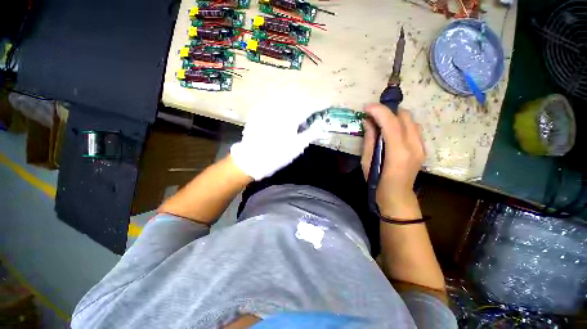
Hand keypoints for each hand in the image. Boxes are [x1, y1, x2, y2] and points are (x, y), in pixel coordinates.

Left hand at [230, 93, 327, 180]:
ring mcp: (266, 107)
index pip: (309, 106)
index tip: (327, 103)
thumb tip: (320, 127)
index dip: (320, 104)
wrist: (251, 160)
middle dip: (307, 98)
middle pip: (297, 94)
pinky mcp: (258, 110)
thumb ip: (310, 134)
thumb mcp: (296, 148)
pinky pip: (272, 99)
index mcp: (290, 118)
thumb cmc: (276, 156)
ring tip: (298, 106)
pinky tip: (282, 110)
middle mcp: (278, 108)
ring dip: (294, 97)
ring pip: (283, 94)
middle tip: (312, 107)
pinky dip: (281, 102)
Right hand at [361, 104, 424, 218]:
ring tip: (381, 122)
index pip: (391, 123)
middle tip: (372, 115)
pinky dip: (401, 124)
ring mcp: (421, 146)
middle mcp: (414, 146)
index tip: (366, 108)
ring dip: (395, 116)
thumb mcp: (367, 161)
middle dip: (387, 111)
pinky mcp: (422, 148)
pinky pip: (413, 128)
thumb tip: (368, 122)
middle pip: (404, 117)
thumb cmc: (377, 182)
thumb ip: (369, 140)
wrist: (397, 196)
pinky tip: (391, 130)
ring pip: (411, 120)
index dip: (379, 111)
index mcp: (398, 152)